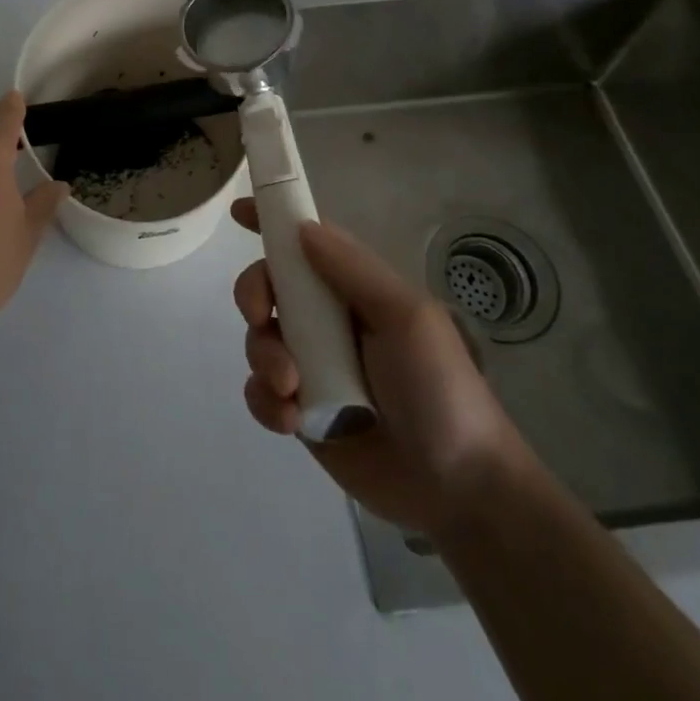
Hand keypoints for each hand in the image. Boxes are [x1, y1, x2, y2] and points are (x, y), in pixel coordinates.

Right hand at [231, 198, 521, 535]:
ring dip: (264, 357)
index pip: (307, 244)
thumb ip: (353, 270)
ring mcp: (312, 367)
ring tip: (291, 388)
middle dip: (253, 293)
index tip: (240, 211)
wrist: (459, 489)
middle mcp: (327, 322)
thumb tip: (301, 228)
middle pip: (269, 286)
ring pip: (259, 340)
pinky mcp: (301, 412)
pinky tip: (291, 420)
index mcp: (354, 291)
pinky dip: (266, 401)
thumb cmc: (441, 389)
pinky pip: (261, 392)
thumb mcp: (407, 317)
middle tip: (259, 316)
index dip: (272, 223)